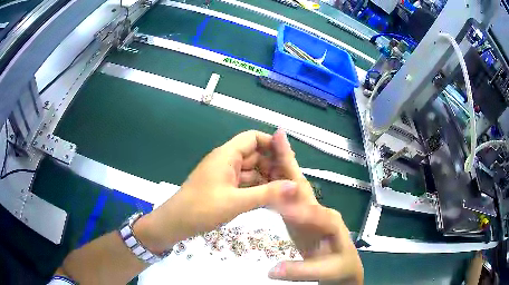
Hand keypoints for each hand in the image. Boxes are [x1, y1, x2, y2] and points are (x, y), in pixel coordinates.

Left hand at [134, 130, 297, 252]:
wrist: (175, 223)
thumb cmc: (202, 208)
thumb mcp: (237, 202)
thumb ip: (267, 193)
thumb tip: (295, 185)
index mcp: (226, 155)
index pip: (253, 138)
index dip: (271, 143)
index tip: (289, 157)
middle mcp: (226, 161)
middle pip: (254, 155)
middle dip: (272, 165)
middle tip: (291, 180)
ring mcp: (224, 175)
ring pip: (250, 171)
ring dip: (266, 179)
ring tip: (285, 192)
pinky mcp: (222, 187)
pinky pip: (244, 183)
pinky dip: (256, 188)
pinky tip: (269, 199)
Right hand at [270, 130, 362, 283]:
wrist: (342, 267)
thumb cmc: (338, 268)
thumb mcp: (324, 272)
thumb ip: (300, 272)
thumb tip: (270, 271)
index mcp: (330, 222)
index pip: (313, 211)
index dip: (295, 205)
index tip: (276, 198)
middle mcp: (320, 211)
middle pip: (303, 186)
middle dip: (290, 163)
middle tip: (277, 138)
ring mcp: (310, 212)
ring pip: (294, 187)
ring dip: (282, 166)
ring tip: (268, 147)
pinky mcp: (300, 216)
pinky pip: (288, 196)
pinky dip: (277, 182)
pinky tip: (266, 173)